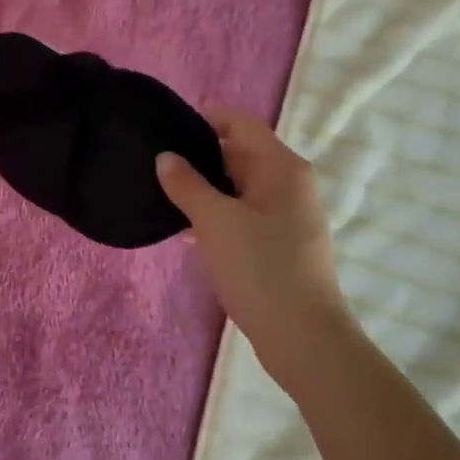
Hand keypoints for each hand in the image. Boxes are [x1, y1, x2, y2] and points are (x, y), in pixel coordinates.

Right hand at [156, 112, 345, 370]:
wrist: (304, 340)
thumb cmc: (261, 268)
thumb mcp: (215, 220)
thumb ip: (186, 183)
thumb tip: (165, 156)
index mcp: (282, 167)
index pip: (239, 123)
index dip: (204, 119)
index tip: (165, 127)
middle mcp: (289, 183)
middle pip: (239, 153)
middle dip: (199, 156)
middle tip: (155, 162)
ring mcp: (287, 215)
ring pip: (238, 186)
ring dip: (205, 188)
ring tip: (162, 193)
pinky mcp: (279, 244)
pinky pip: (243, 214)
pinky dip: (217, 214)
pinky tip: (185, 229)